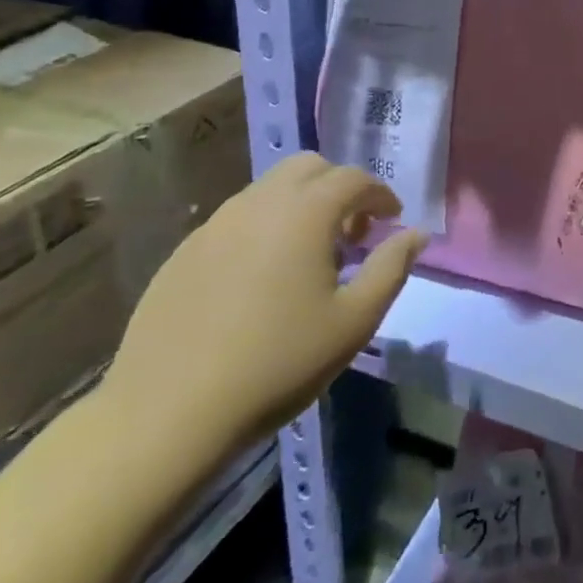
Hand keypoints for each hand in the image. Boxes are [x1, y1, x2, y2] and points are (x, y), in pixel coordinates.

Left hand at [100, 154, 424, 466]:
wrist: (167, 414)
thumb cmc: (277, 363)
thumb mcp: (354, 321)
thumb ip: (391, 268)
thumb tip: (416, 234)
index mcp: (305, 213)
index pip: (353, 178)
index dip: (379, 194)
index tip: (391, 221)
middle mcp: (259, 204)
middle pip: (308, 167)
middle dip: (338, 187)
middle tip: (351, 232)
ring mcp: (214, 226)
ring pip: (268, 190)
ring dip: (299, 205)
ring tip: (308, 255)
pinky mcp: (184, 253)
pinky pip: (236, 220)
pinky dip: (263, 229)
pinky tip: (261, 278)